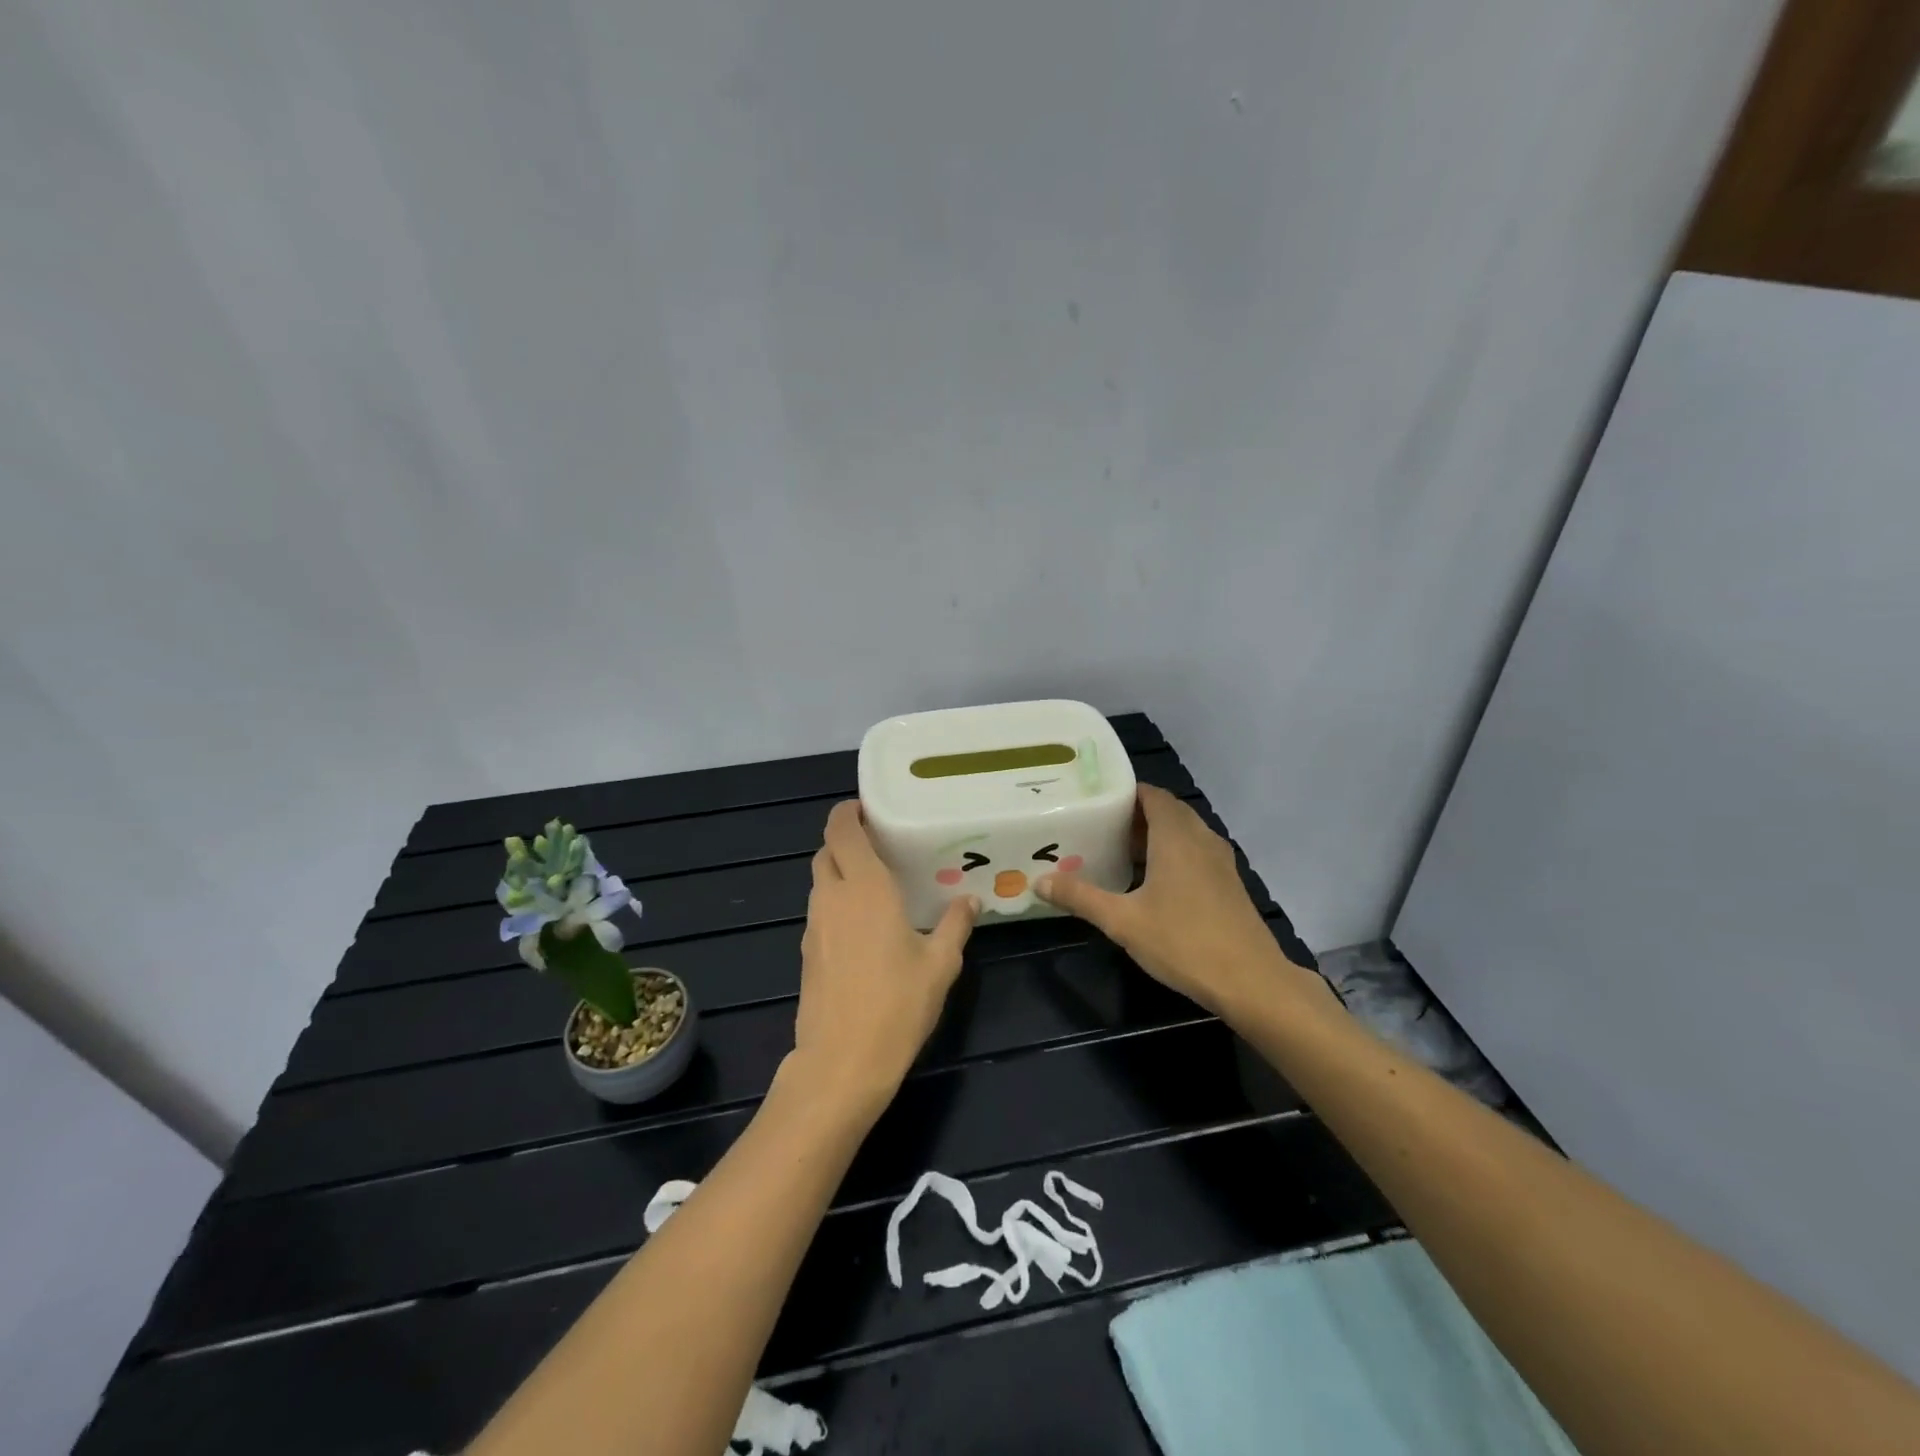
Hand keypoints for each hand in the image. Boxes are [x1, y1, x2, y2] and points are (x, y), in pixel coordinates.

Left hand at [791, 801, 976, 1115]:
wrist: (841, 1063)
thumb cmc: (897, 1005)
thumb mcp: (940, 965)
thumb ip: (955, 926)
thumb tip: (970, 900)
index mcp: (865, 887)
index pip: (841, 830)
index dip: (848, 812)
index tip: (867, 808)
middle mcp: (833, 897)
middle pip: (826, 851)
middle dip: (845, 840)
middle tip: (879, 844)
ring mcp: (814, 925)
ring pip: (820, 880)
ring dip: (839, 871)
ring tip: (874, 882)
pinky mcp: (807, 952)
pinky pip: (819, 910)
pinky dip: (835, 901)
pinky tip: (863, 925)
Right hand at [1036, 784, 1307, 1014]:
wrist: (1251, 981)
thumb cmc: (1184, 942)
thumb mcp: (1122, 921)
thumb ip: (1080, 897)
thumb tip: (1039, 881)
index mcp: (1176, 836)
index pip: (1151, 794)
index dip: (1124, 792)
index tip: (1093, 801)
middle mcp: (1201, 838)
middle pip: (1166, 811)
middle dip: (1134, 815)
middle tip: (1097, 826)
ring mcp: (1220, 860)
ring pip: (1183, 833)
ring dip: (1154, 836)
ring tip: (1117, 851)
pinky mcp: (1228, 883)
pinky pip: (1195, 852)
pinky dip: (1171, 854)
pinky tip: (1150, 881)